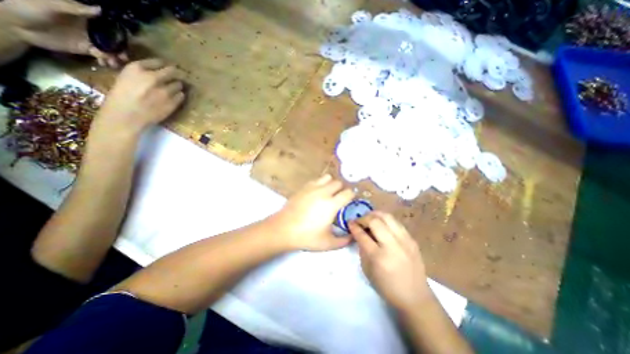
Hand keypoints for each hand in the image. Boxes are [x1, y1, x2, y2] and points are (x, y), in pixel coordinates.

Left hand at [1, 0, 126, 67]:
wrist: (15, 23)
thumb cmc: (29, 7)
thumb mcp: (51, 5)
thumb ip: (75, 8)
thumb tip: (100, 10)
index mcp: (87, 18)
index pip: (109, 26)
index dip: (120, 33)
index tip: (127, 41)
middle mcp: (93, 30)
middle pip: (114, 41)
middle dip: (121, 50)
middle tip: (124, 58)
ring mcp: (91, 40)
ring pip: (111, 50)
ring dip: (116, 58)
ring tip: (115, 64)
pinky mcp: (88, 50)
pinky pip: (103, 57)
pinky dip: (107, 61)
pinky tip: (105, 64)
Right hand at [91, 60, 184, 138]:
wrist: (127, 115)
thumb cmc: (122, 97)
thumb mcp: (126, 77)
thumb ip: (142, 73)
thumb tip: (159, 72)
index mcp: (137, 68)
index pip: (158, 62)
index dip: (164, 66)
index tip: (166, 69)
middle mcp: (153, 77)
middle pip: (173, 72)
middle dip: (175, 74)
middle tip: (175, 78)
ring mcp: (165, 91)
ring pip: (179, 85)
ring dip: (177, 87)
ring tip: (172, 90)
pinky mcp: (173, 102)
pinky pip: (181, 96)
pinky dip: (179, 96)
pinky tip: (173, 99)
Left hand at [273, 174, 356, 251]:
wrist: (283, 229)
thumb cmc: (306, 237)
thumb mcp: (328, 243)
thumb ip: (344, 240)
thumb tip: (352, 236)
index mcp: (331, 204)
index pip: (348, 192)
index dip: (352, 196)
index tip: (350, 201)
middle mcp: (323, 192)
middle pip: (338, 183)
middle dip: (341, 189)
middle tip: (339, 199)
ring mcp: (312, 188)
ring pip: (327, 178)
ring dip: (331, 184)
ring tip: (328, 194)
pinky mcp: (303, 187)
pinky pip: (316, 180)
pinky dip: (320, 184)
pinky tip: (316, 194)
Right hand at [349, 212, 433, 310]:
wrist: (415, 297)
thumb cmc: (387, 287)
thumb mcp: (367, 270)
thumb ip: (362, 249)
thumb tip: (359, 233)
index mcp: (379, 257)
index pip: (362, 235)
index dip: (354, 226)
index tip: (349, 222)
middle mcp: (392, 245)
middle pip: (375, 221)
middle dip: (364, 218)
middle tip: (360, 221)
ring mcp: (405, 241)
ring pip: (387, 217)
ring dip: (375, 215)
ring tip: (370, 219)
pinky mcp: (412, 239)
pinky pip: (396, 222)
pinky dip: (386, 220)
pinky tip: (382, 225)